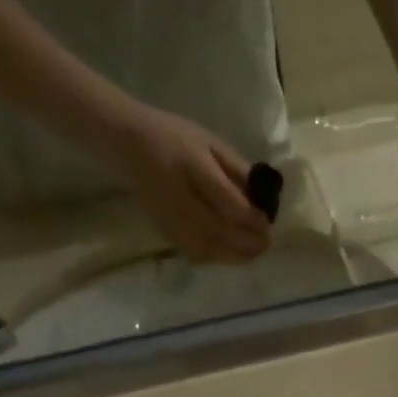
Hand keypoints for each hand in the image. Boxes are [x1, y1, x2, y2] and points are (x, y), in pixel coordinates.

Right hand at [108, 104, 271, 264]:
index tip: (266, 220)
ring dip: (236, 255)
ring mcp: (171, 219)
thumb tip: (264, 198)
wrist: (130, 145)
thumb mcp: (211, 143)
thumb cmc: (176, 138)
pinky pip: (197, 254)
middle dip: (248, 242)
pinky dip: (219, 257)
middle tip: (267, 243)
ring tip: (255, 252)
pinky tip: (232, 253)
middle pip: (219, 231)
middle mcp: (180, 196)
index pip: (226, 201)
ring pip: (209, 249)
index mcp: (192, 166)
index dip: (250, 217)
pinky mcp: (167, 233)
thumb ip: (237, 170)